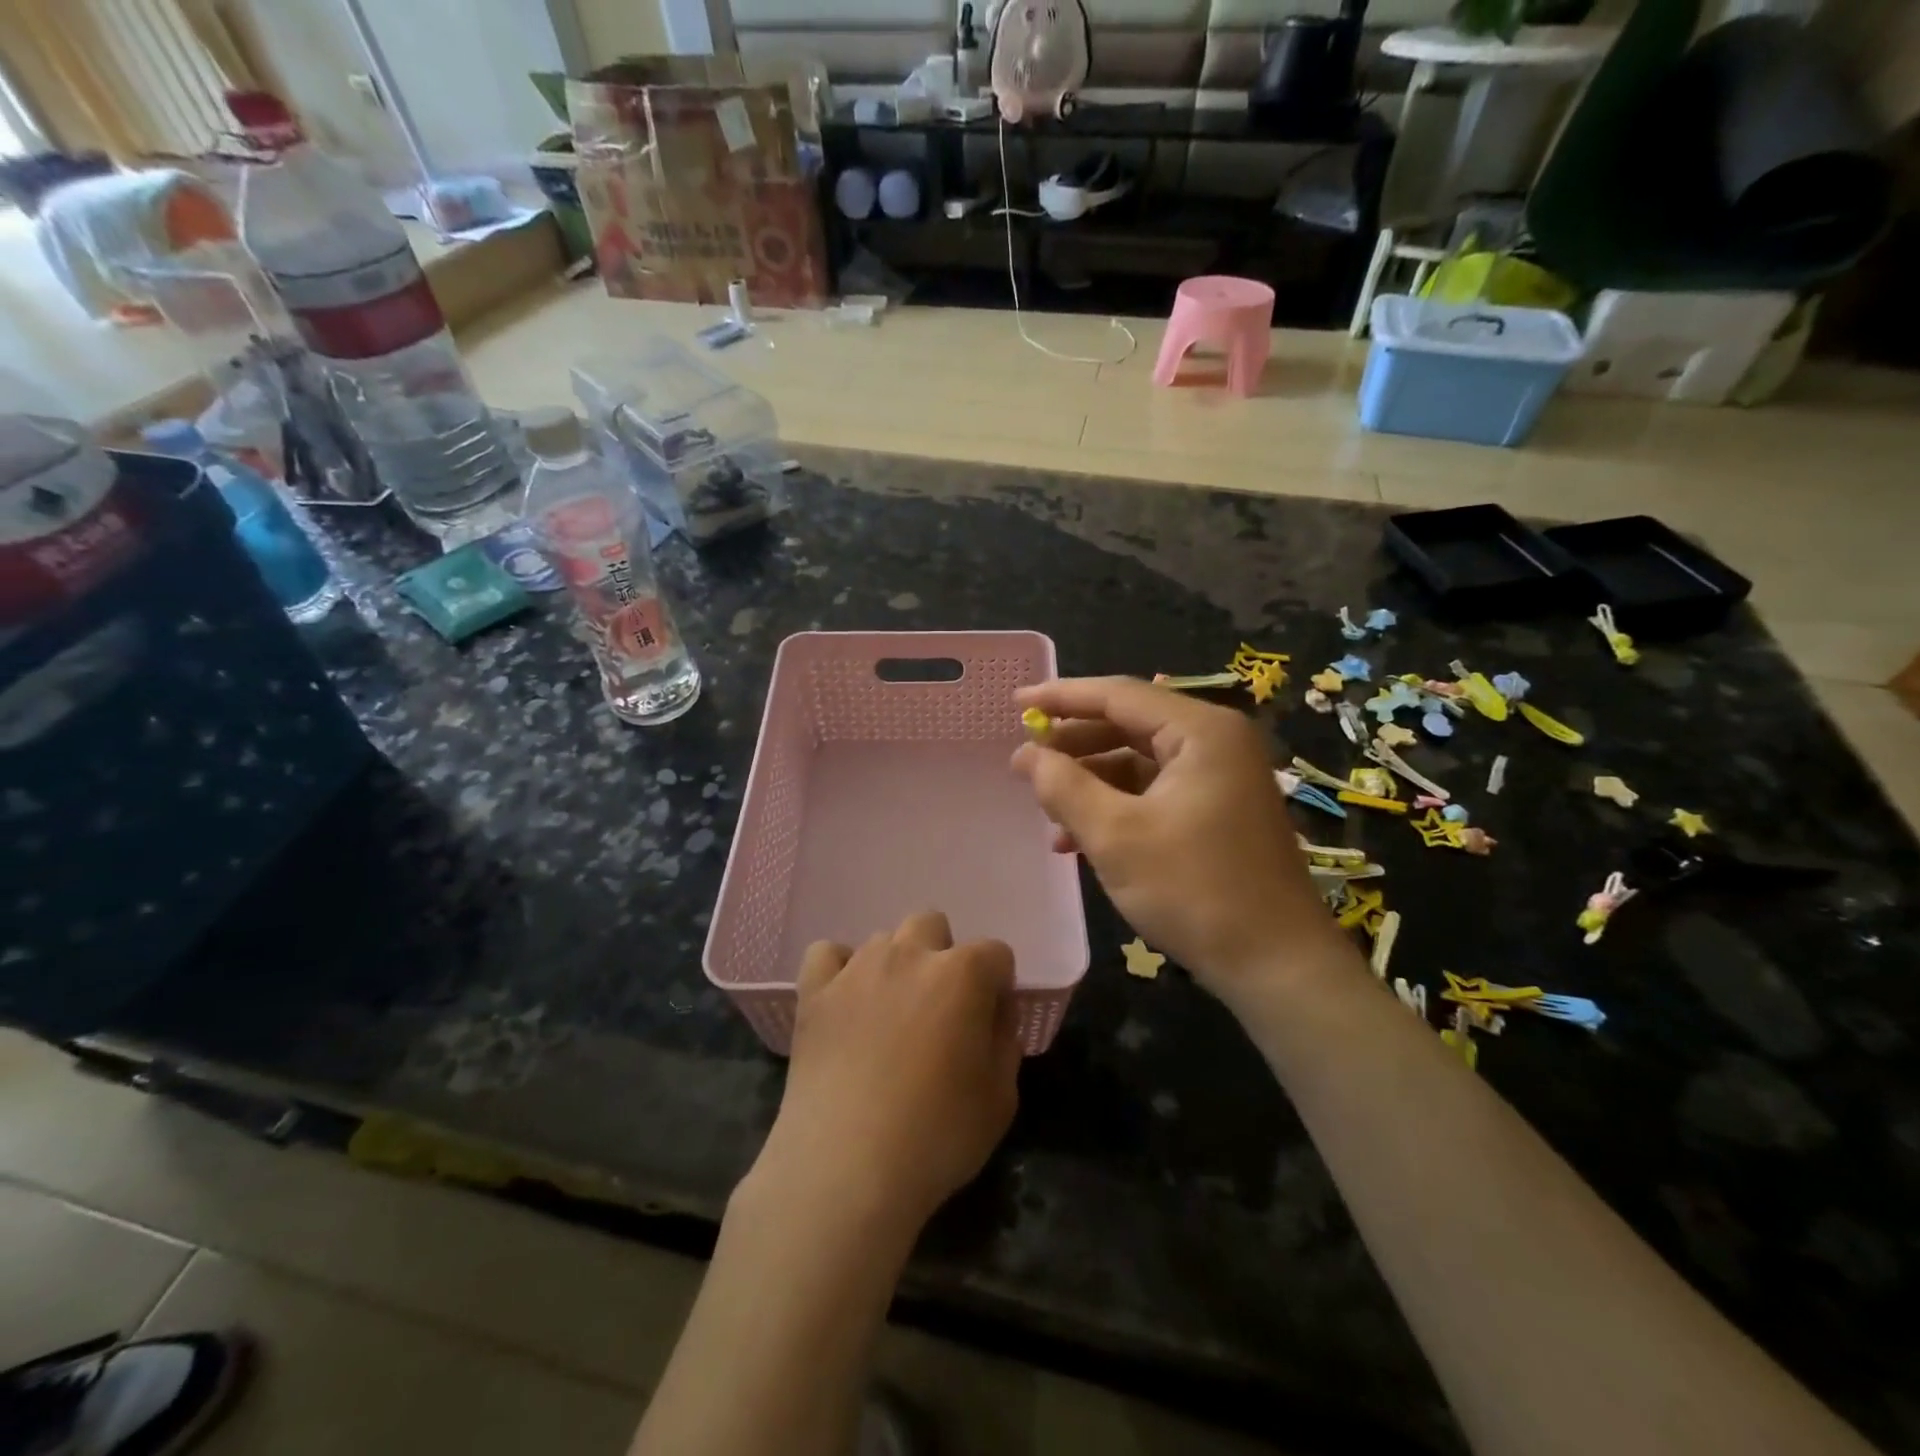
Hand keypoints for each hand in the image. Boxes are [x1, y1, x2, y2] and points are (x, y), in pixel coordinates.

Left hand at [754, 912, 1020, 1233]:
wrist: (846, 1167)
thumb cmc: (937, 1136)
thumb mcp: (1000, 1099)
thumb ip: (1004, 1043)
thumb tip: (993, 1015)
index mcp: (963, 974)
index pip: (995, 954)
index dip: (998, 987)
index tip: (990, 1024)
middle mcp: (910, 954)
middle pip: (933, 925)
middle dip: (943, 957)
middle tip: (939, 1011)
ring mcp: (857, 968)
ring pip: (883, 940)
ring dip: (895, 967)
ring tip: (888, 1017)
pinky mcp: (814, 991)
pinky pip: (827, 953)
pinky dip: (838, 970)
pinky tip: (844, 1002)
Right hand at [1011, 676, 1346, 1001]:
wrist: (1276, 965)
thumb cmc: (1194, 890)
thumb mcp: (1115, 836)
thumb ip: (1064, 786)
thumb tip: (1026, 754)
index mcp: (1201, 731)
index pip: (1118, 695)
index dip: (1062, 696)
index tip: (1016, 702)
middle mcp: (1215, 742)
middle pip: (1129, 725)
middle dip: (1073, 744)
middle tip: (1025, 762)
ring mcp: (1220, 777)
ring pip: (1138, 762)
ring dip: (1090, 782)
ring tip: (1046, 809)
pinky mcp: (1217, 810)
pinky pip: (1154, 791)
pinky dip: (1116, 807)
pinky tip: (1078, 838)